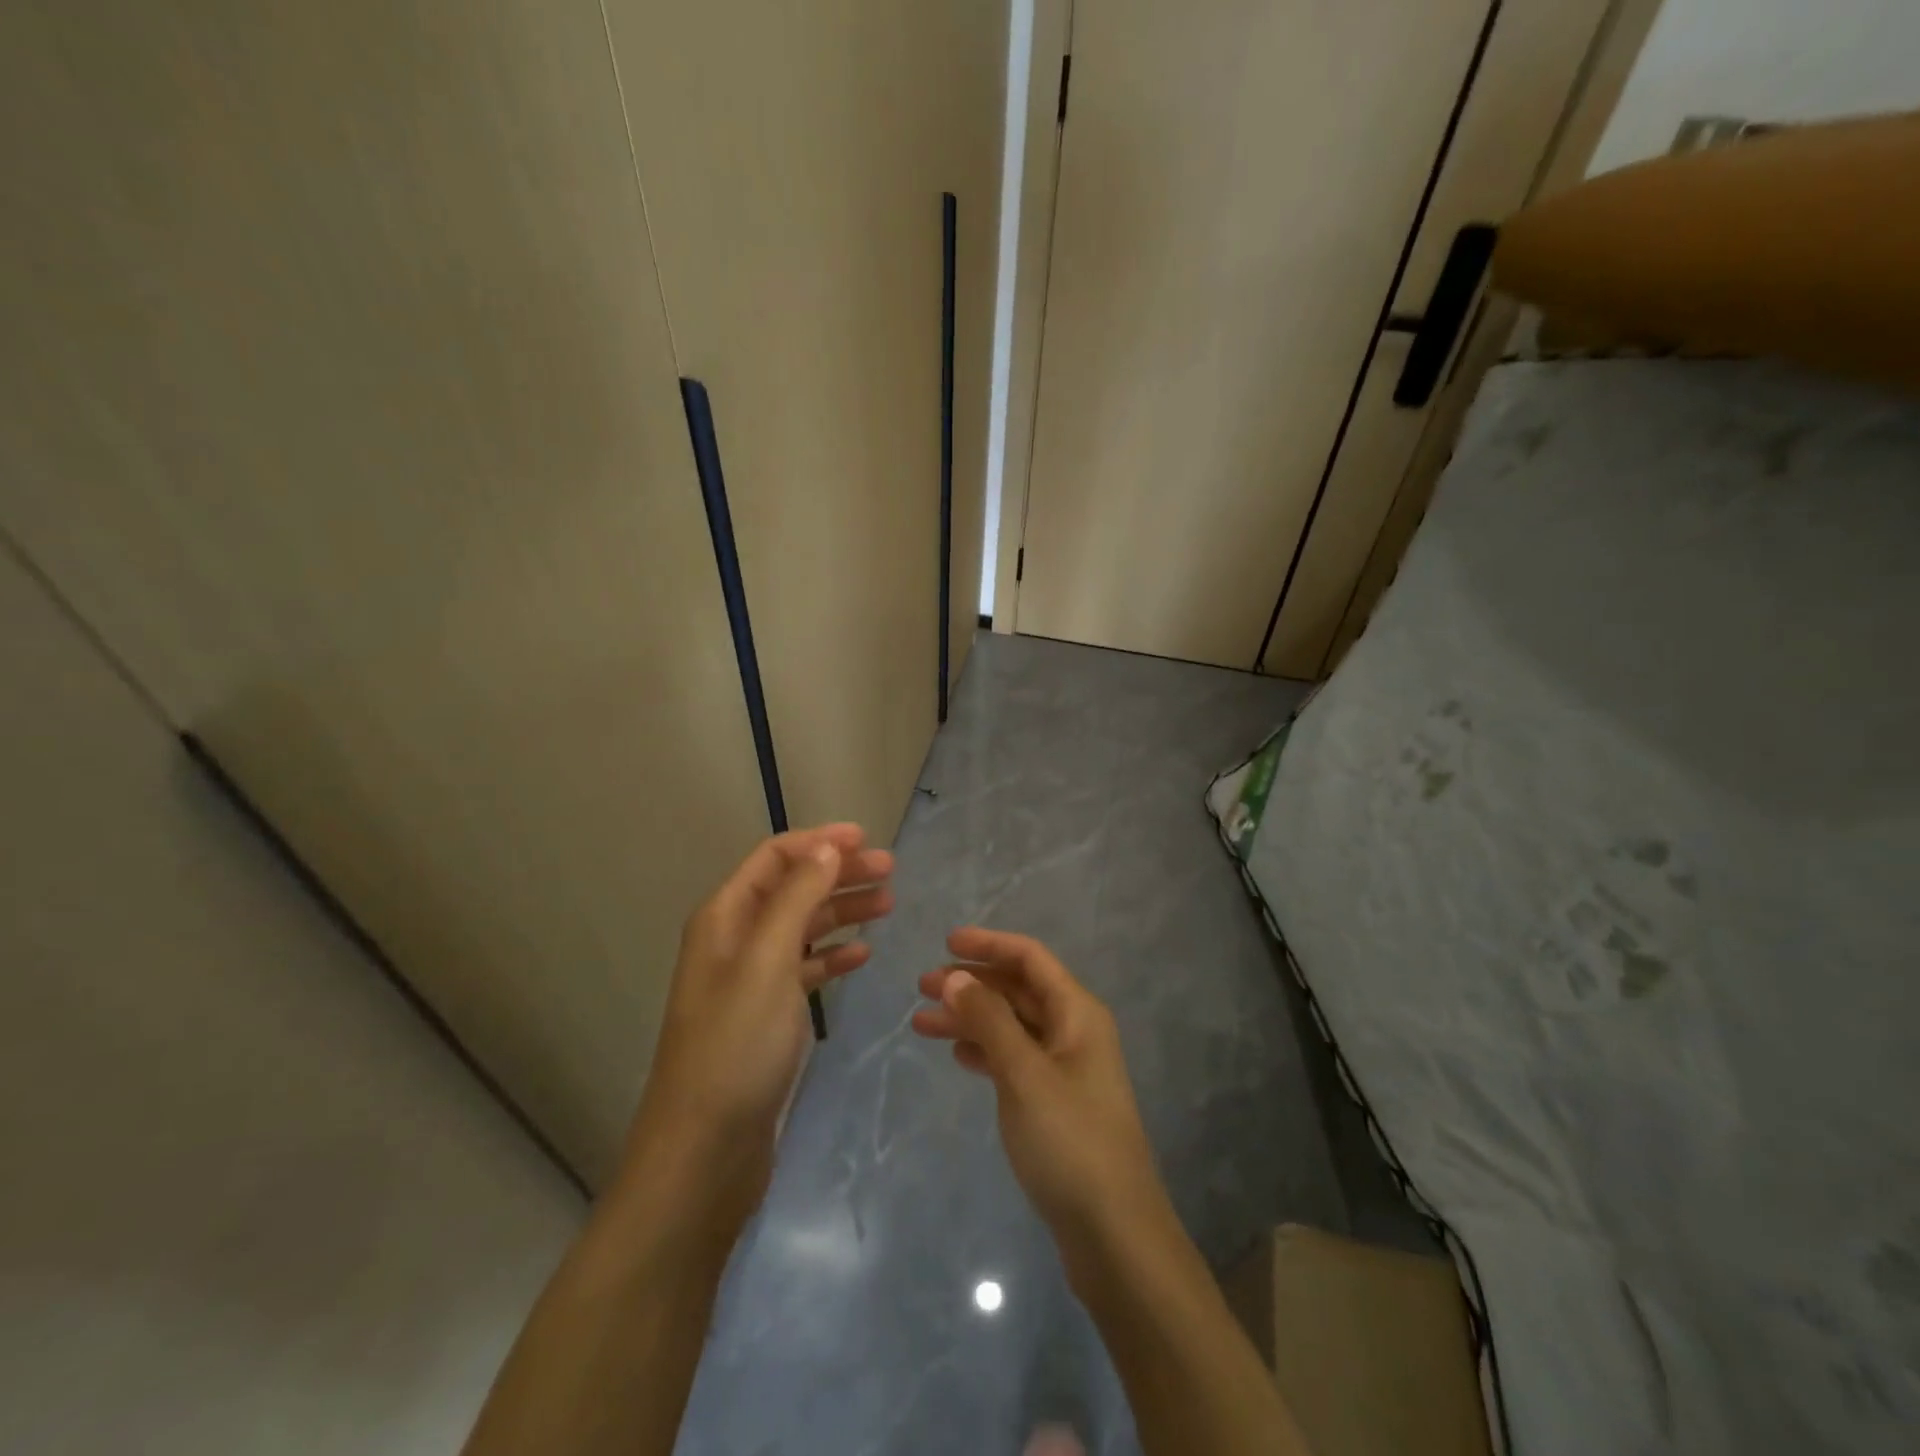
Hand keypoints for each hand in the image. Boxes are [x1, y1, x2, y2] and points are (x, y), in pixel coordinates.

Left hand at [624, 824, 893, 1218]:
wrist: (704, 1149)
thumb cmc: (736, 1046)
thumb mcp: (768, 962)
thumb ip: (796, 898)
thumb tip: (826, 847)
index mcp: (725, 917)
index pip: (774, 858)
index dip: (818, 842)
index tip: (867, 839)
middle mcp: (734, 940)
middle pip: (792, 888)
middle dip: (838, 873)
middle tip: (890, 872)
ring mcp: (750, 979)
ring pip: (802, 927)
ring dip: (842, 911)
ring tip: (888, 905)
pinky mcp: (766, 1015)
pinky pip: (804, 969)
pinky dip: (832, 956)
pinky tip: (862, 955)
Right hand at [911, 929, 1171, 1282]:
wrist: (1114, 1234)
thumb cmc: (1070, 1141)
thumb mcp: (1024, 1074)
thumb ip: (989, 1020)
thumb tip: (956, 976)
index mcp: (1077, 1012)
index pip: (1030, 958)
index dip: (989, 944)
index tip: (945, 944)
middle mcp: (1074, 1031)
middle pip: (1018, 990)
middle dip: (972, 983)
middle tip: (922, 988)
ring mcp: (1065, 1068)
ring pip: (1012, 1026)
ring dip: (971, 1019)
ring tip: (923, 1024)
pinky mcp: (1055, 1102)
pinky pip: (1014, 1059)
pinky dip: (986, 1051)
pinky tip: (958, 1056)